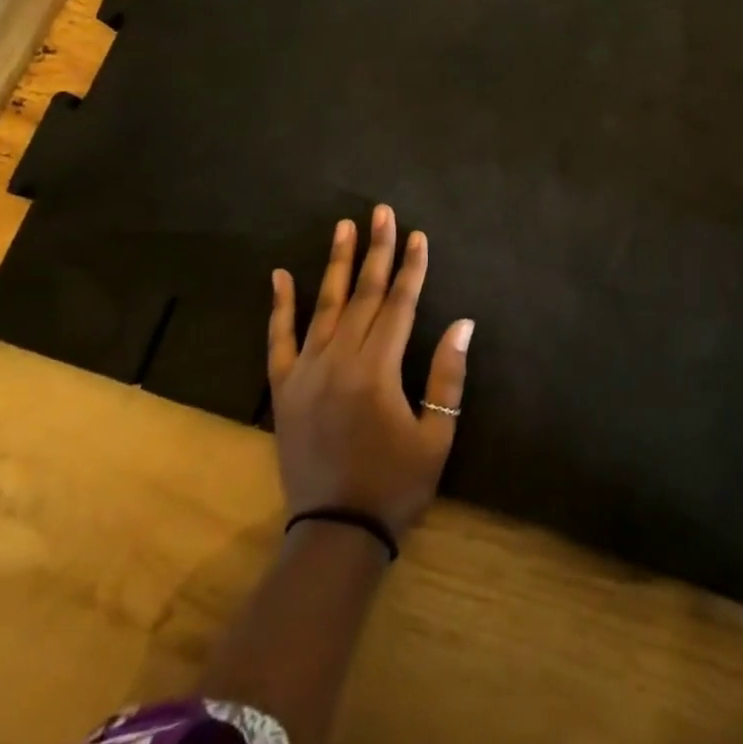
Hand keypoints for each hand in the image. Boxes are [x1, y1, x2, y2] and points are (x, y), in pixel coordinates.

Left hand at [267, 205, 472, 539]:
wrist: (334, 532)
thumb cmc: (395, 485)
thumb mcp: (436, 434)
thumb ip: (447, 375)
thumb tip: (464, 323)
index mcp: (377, 371)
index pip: (399, 305)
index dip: (412, 267)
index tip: (419, 234)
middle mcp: (339, 361)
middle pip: (363, 294)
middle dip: (376, 250)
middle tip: (382, 211)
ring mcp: (306, 372)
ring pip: (323, 305)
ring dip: (335, 263)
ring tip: (343, 226)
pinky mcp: (283, 388)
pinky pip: (278, 340)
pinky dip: (280, 306)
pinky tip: (280, 275)